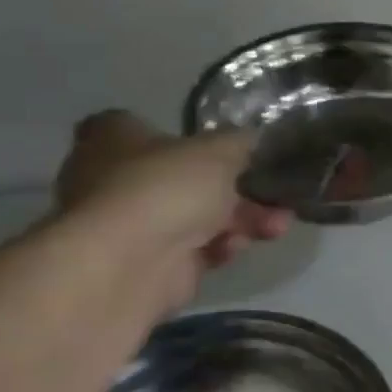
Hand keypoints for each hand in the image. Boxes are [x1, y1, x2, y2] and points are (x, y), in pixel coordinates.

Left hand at [54, 110, 289, 284]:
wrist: (130, 265)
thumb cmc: (165, 187)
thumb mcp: (219, 150)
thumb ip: (240, 142)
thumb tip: (251, 140)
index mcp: (114, 137)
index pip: (144, 126)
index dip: (186, 136)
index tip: (226, 148)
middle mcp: (114, 178)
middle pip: (184, 178)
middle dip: (236, 188)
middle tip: (273, 194)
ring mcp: (131, 225)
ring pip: (196, 215)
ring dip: (240, 219)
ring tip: (277, 225)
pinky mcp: (149, 264)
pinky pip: (195, 249)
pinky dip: (220, 246)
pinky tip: (237, 247)